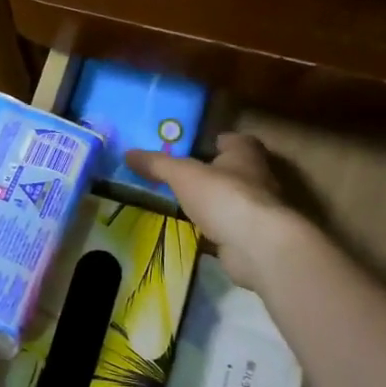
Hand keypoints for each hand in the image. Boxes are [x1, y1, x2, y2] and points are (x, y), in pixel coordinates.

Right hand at [126, 133, 307, 292]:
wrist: (258, 246)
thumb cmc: (224, 197)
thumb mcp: (182, 174)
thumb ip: (157, 164)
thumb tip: (128, 153)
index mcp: (245, 154)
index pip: (235, 140)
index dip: (217, 141)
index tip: (195, 147)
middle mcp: (258, 177)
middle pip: (233, 169)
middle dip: (212, 172)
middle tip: (182, 175)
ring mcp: (258, 210)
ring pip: (231, 199)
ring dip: (213, 201)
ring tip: (182, 203)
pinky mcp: (253, 237)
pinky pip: (229, 226)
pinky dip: (215, 227)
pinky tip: (194, 231)